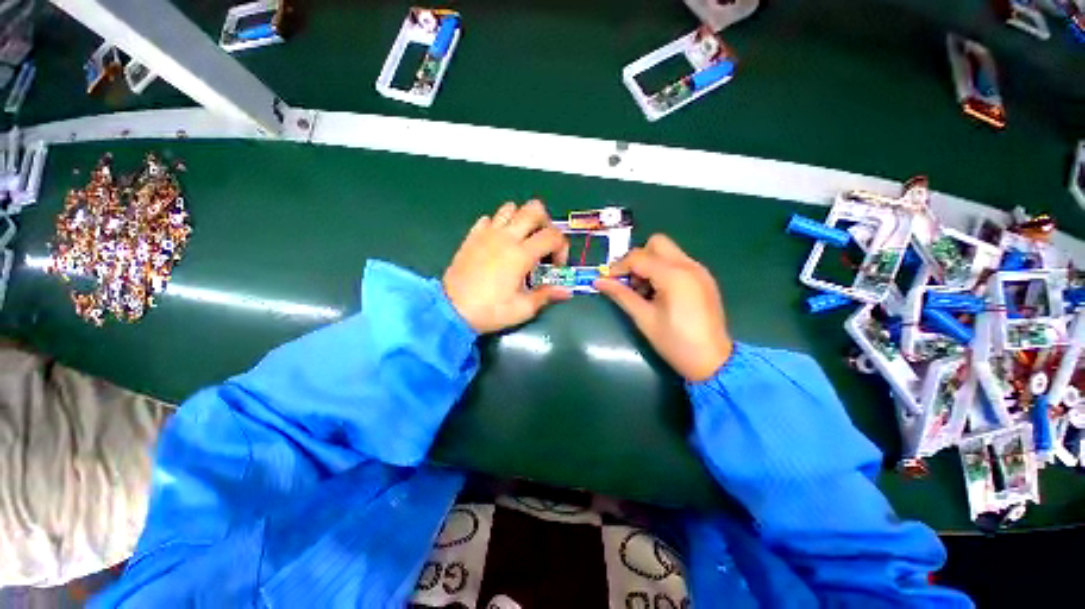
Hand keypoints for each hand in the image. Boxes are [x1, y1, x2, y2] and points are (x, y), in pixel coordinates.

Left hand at [444, 200, 571, 333]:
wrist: (451, 310)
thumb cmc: (489, 310)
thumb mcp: (522, 309)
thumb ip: (546, 295)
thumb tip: (566, 291)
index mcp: (521, 254)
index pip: (553, 236)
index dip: (562, 248)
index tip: (556, 266)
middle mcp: (506, 237)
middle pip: (534, 209)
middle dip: (546, 223)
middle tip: (543, 244)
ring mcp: (487, 233)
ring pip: (510, 208)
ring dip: (522, 219)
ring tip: (522, 240)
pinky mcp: (472, 236)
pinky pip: (489, 219)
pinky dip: (499, 225)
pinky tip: (498, 243)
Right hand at [595, 235, 732, 381]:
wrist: (712, 361)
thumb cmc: (675, 342)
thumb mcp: (644, 318)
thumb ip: (621, 295)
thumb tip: (598, 281)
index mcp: (674, 276)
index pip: (639, 257)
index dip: (619, 267)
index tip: (607, 281)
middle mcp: (689, 266)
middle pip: (657, 243)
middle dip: (638, 258)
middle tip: (629, 281)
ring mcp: (699, 270)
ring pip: (668, 251)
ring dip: (650, 263)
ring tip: (643, 290)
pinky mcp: (703, 278)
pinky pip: (677, 262)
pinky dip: (662, 269)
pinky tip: (658, 292)